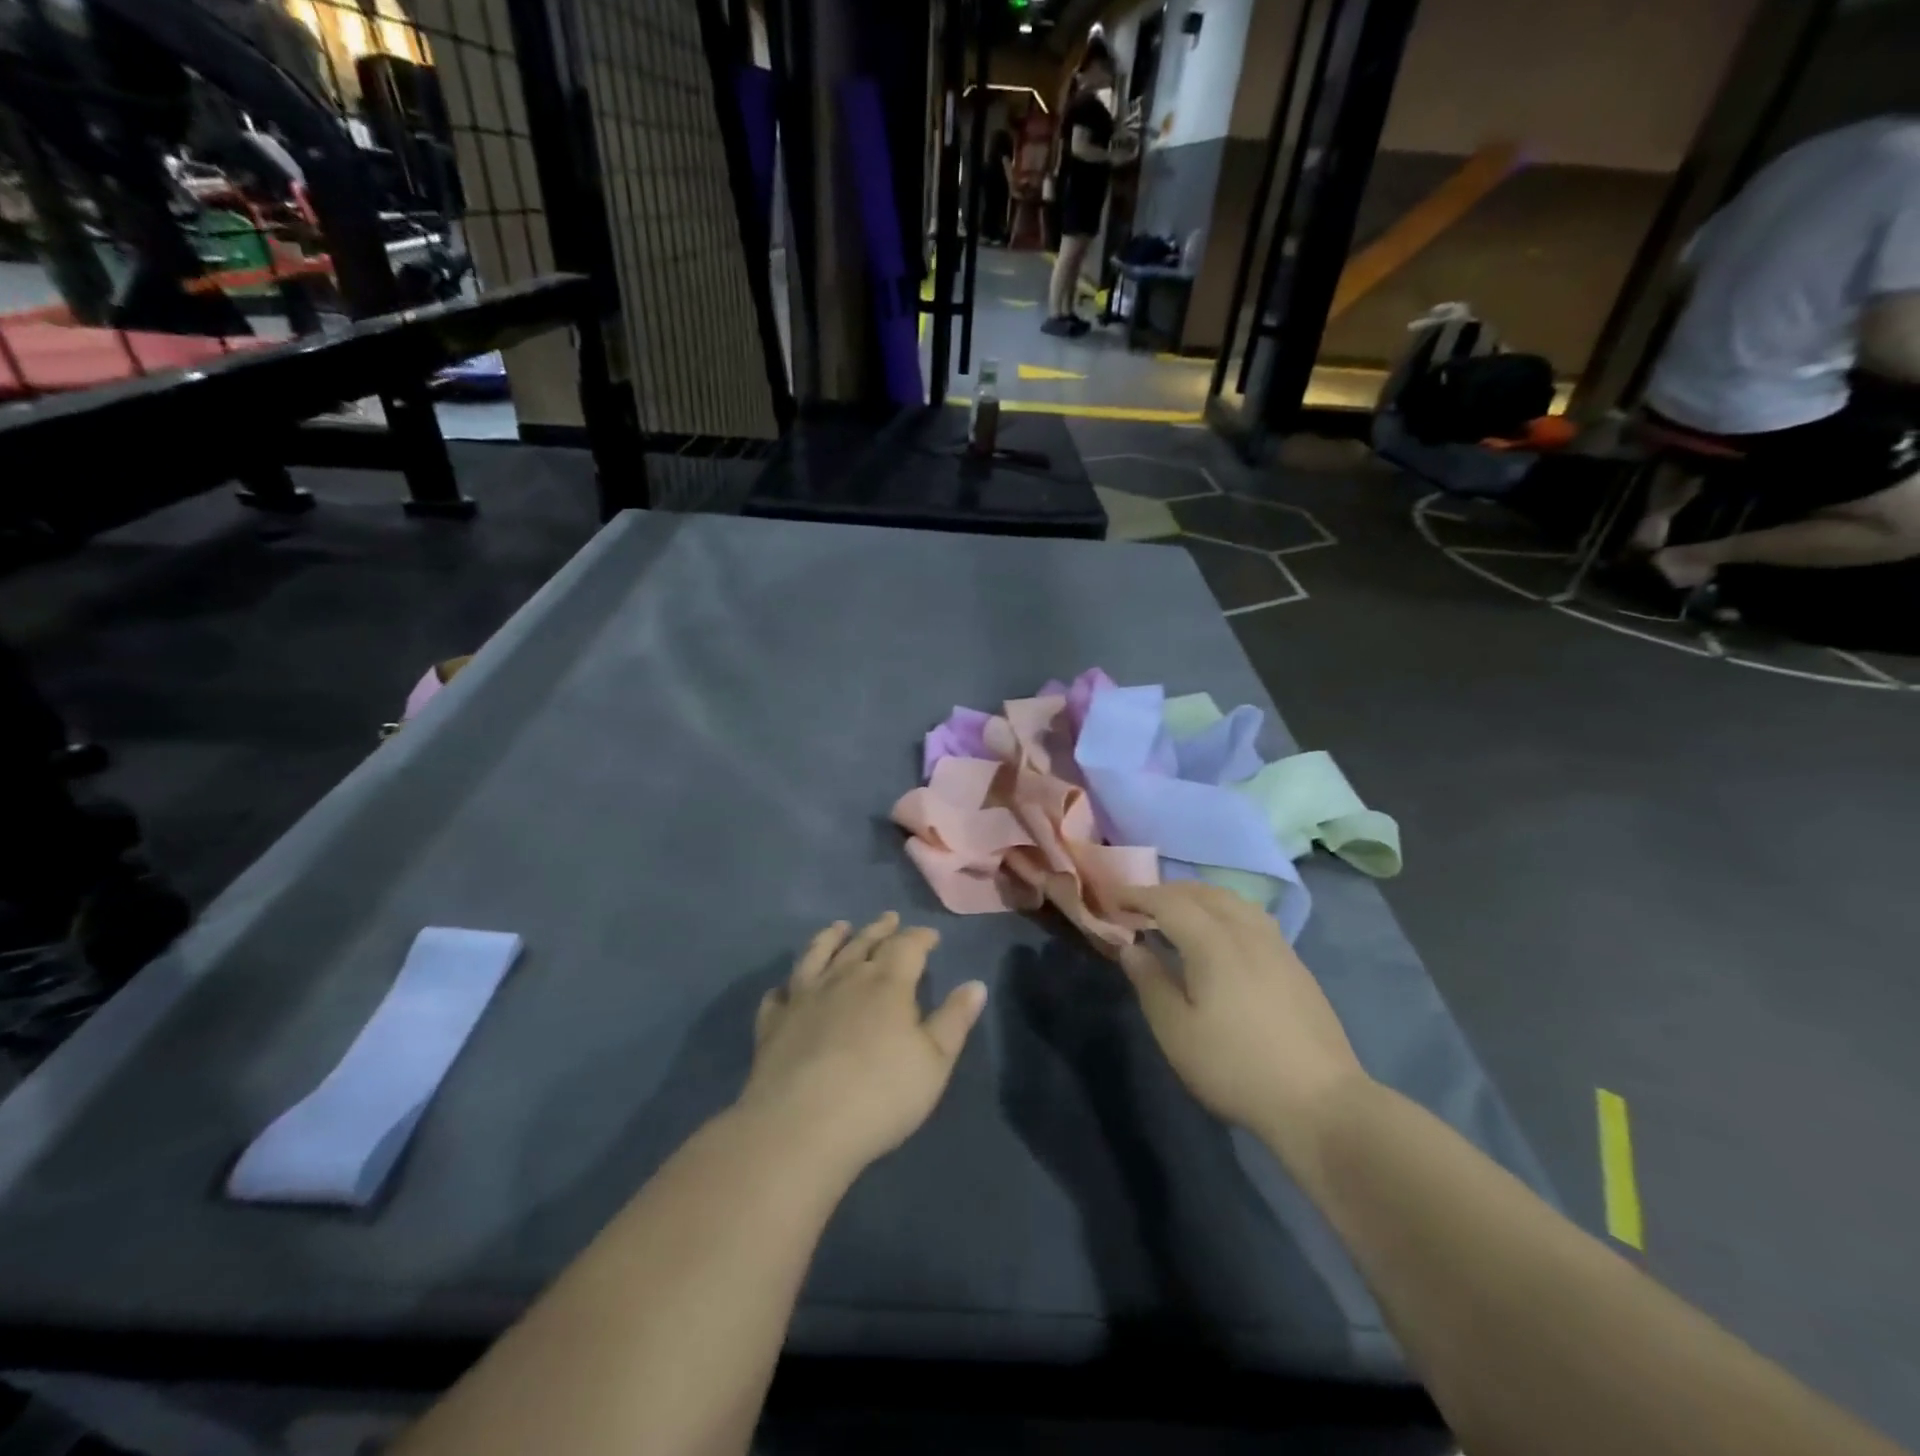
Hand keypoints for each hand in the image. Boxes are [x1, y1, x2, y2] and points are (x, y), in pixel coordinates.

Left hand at [737, 913, 987, 1177]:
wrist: (801, 1126)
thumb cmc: (880, 1095)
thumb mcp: (934, 1062)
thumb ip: (954, 1020)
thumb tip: (975, 984)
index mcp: (887, 983)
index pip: (908, 946)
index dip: (921, 937)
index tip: (931, 936)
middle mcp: (844, 978)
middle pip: (864, 942)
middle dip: (880, 929)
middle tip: (889, 918)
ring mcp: (804, 997)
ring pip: (818, 954)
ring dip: (831, 938)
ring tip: (839, 927)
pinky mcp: (773, 1023)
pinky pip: (779, 995)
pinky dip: (786, 986)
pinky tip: (786, 988)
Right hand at [1116, 884, 1368, 1145]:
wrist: (1321, 1103)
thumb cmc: (1236, 1068)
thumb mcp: (1177, 1032)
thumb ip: (1150, 983)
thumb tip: (1131, 947)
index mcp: (1213, 942)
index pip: (1168, 902)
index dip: (1138, 895)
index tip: (1113, 899)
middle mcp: (1246, 931)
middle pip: (1203, 893)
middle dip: (1167, 892)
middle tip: (1140, 906)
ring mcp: (1276, 945)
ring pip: (1232, 900)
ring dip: (1199, 897)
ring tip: (1179, 914)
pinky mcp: (1295, 964)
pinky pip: (1251, 916)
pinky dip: (1224, 911)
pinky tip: (1221, 935)